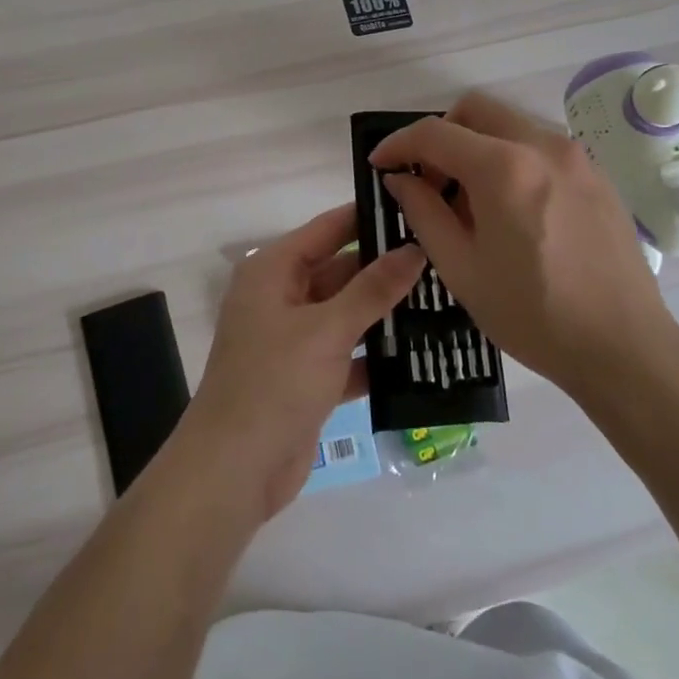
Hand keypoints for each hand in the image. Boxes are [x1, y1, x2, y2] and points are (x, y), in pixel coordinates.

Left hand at [184, 204, 425, 518]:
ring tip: (445, 298)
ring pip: (348, 313)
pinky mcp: (307, 376)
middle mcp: (282, 297)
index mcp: (273, 270)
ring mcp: (294, 339)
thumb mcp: (327, 329)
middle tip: (444, 258)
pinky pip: (349, 352)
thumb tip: (414, 248)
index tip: (418, 207)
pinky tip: (424, 351)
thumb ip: (373, 288)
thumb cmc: (274, 383)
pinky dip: (377, 354)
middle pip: (341, 270)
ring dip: (387, 312)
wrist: (234, 471)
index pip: (328, 228)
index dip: (369, 216)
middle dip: (387, 268)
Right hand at [369, 92, 678, 398]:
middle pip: (475, 110)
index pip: (434, 133)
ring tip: (470, 201)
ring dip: (477, 146)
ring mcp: (576, 156)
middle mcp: (542, 145)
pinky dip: (511, 158)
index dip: (398, 143)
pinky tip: (511, 209)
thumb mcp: (461, 269)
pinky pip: (540, 146)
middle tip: (429, 180)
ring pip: (510, 124)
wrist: (625, 347)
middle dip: (440, 135)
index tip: (380, 164)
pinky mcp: (596, 174)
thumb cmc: (533, 315)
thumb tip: (401, 179)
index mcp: (504, 168)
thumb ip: (423, 213)